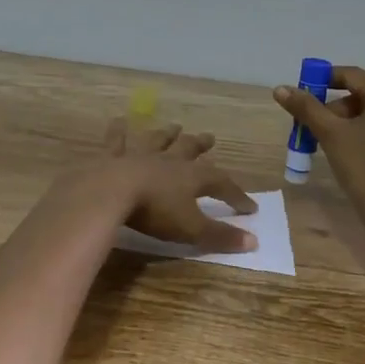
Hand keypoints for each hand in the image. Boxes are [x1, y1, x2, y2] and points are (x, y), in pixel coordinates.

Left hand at [98, 118, 259, 252]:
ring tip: (175, 127)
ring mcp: (139, 156)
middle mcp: (168, 161)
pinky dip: (118, 132)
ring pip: (158, 141)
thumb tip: (254, 241)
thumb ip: (220, 235)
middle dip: (201, 146)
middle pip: (189, 150)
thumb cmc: (155, 211)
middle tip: (210, 138)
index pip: (221, 183)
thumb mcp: (191, 229)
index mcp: (191, 177)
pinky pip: (117, 141)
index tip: (249, 207)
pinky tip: (118, 121)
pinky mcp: (113, 158)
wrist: (110, 192)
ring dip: (167, 134)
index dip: (236, 195)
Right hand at [274, 66, 364, 219]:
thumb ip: (306, 108)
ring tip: (338, 148)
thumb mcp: (330, 135)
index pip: (352, 75)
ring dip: (356, 125)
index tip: (305, 95)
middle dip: (339, 110)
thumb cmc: (363, 167)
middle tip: (319, 130)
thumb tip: (280, 89)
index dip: (324, 81)